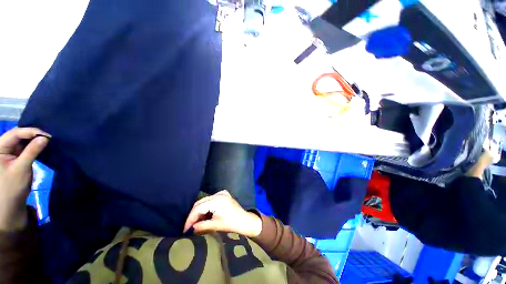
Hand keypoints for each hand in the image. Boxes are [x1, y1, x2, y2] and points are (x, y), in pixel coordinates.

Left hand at [0, 128, 49, 230]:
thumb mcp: (22, 168)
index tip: (47, 135)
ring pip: (22, 140)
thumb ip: (32, 151)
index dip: (31, 131)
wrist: (10, 203)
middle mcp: (2, 146)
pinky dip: (33, 145)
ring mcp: (8, 151)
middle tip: (49, 137)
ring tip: (47, 140)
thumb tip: (45, 138)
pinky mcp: (15, 156)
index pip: (15, 133)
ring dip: (34, 140)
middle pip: (18, 135)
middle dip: (33, 134)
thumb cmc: (12, 186)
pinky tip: (41, 146)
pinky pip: (24, 147)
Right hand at [183, 190, 261, 237]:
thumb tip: (190, 229)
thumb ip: (201, 226)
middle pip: (200, 203)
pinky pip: (211, 199)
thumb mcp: (215, 226)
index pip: (198, 208)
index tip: (184, 229)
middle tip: (188, 226)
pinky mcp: (224, 194)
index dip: (190, 219)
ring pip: (205, 201)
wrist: (245, 221)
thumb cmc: (231, 224)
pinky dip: (206, 207)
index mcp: (216, 200)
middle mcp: (218, 194)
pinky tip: (204, 215)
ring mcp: (222, 193)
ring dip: (199, 211)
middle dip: (193, 215)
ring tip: (195, 222)